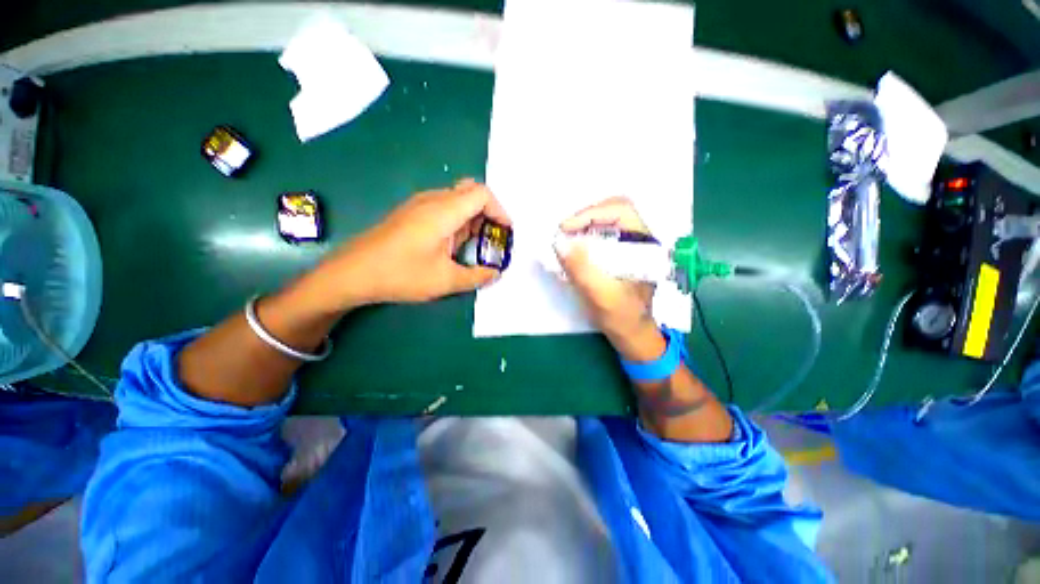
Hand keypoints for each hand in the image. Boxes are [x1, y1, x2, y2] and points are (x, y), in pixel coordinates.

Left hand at [323, 179, 511, 306]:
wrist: (352, 273)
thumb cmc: (400, 274)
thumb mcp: (445, 280)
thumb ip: (476, 277)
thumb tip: (495, 273)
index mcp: (444, 211)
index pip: (482, 194)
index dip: (500, 210)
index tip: (506, 232)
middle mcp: (432, 200)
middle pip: (471, 192)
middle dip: (489, 213)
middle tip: (493, 238)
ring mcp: (419, 205)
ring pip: (457, 200)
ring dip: (473, 219)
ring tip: (477, 246)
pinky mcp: (411, 214)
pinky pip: (443, 208)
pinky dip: (458, 221)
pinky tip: (454, 245)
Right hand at [555, 197, 664, 360]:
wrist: (631, 334)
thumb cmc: (622, 317)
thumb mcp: (602, 296)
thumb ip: (582, 269)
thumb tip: (559, 243)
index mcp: (645, 245)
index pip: (620, 211)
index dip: (590, 214)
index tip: (566, 229)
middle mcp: (640, 239)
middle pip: (612, 211)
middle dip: (585, 217)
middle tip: (564, 232)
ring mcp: (629, 246)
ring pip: (605, 221)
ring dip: (583, 226)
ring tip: (565, 239)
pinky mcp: (619, 254)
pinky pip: (600, 235)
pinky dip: (583, 237)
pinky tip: (572, 249)